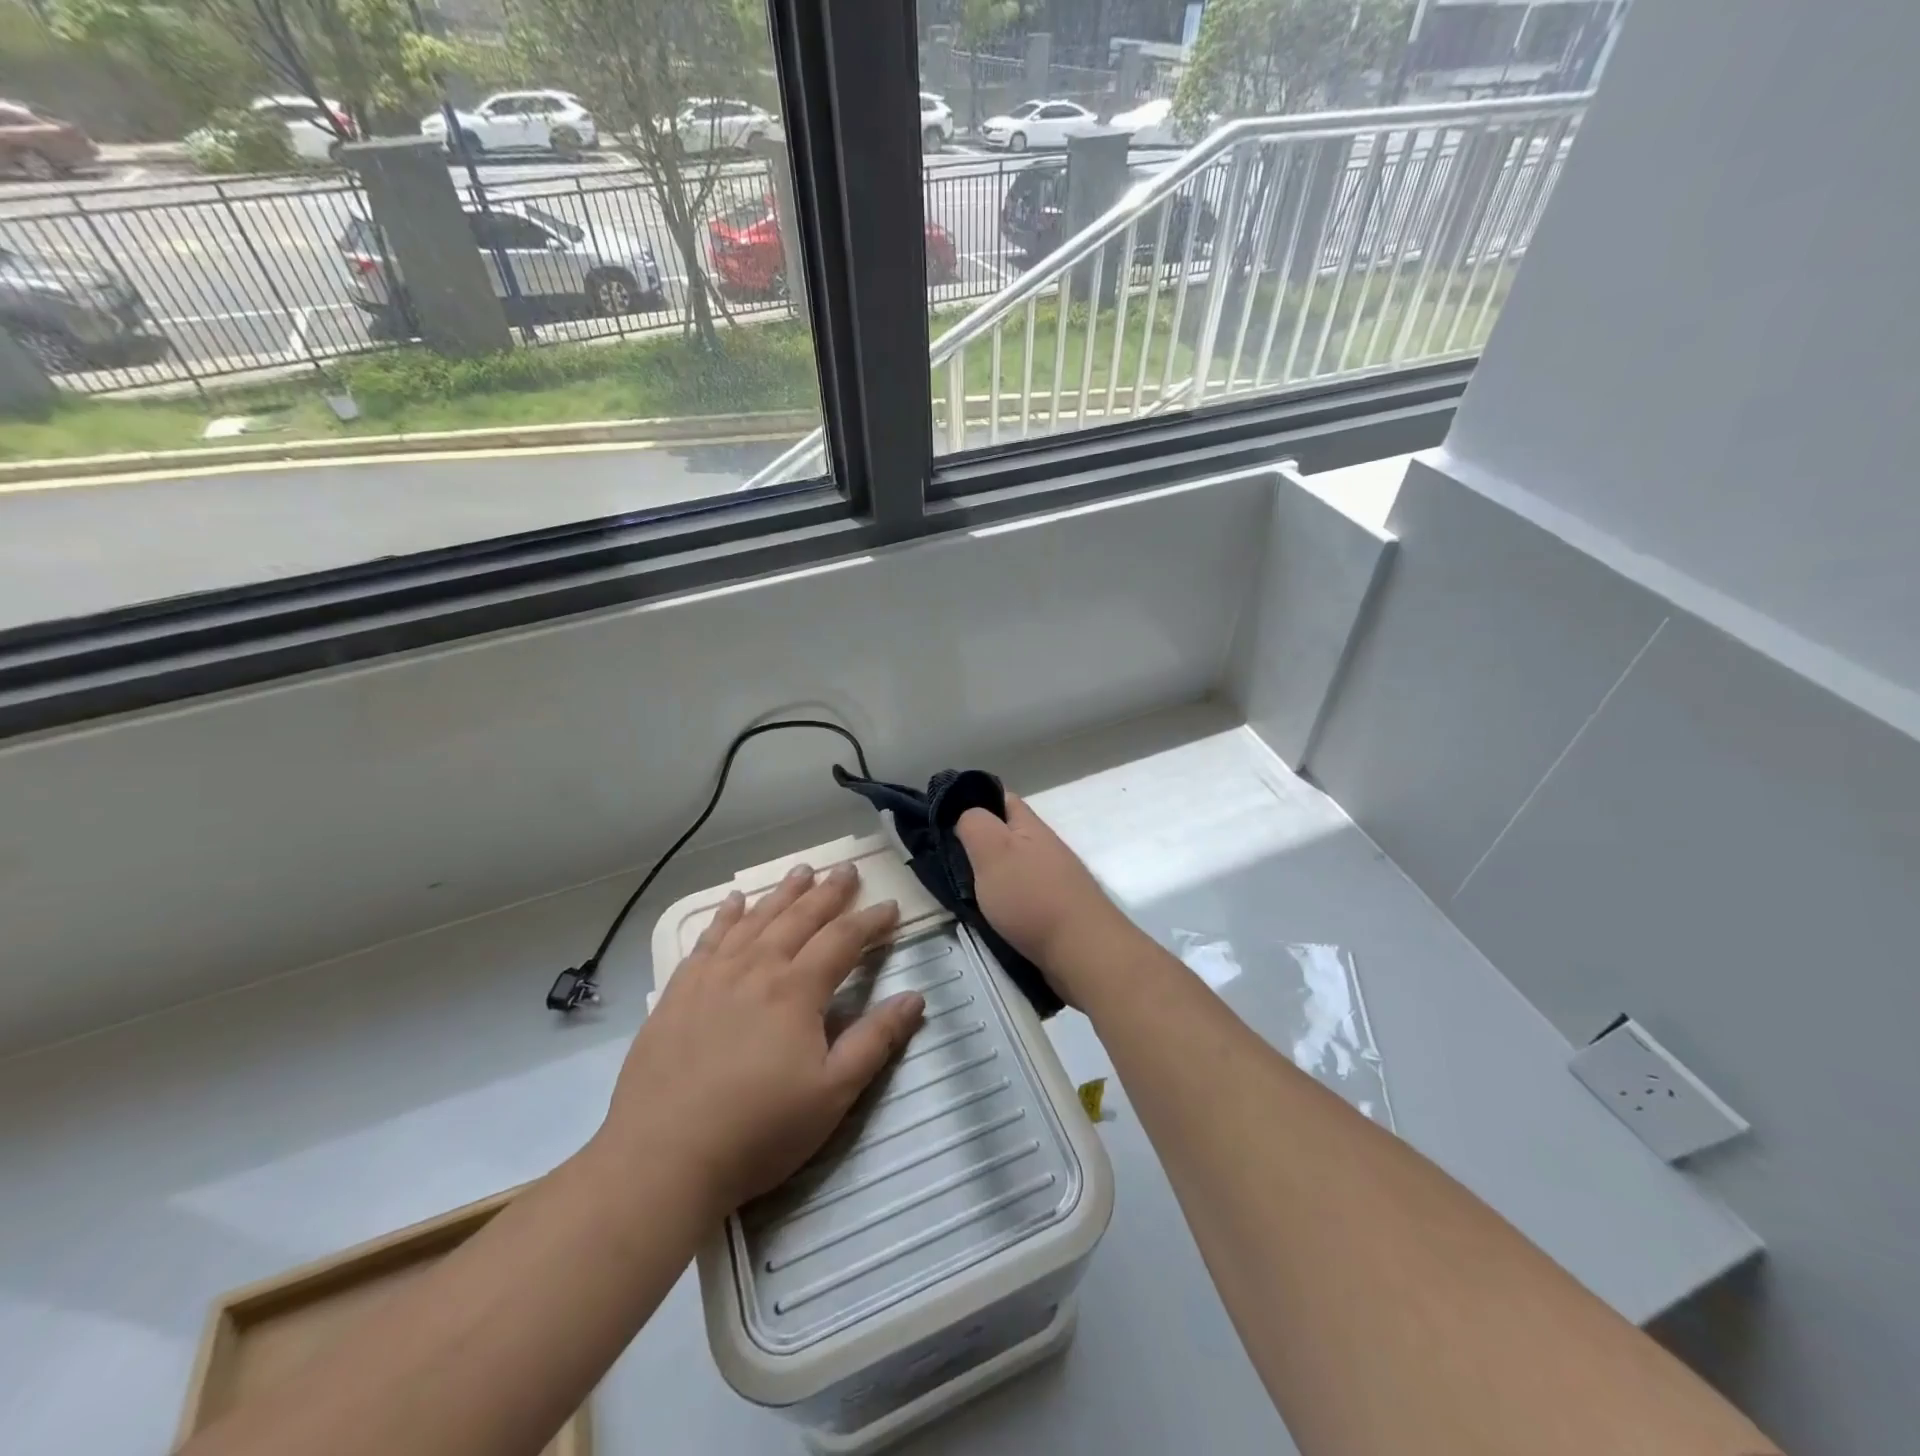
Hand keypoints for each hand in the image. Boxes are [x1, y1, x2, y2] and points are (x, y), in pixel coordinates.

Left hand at [600, 863, 924, 1215]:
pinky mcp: (679, 992)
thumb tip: (915, 997)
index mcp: (796, 990)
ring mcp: (712, 976)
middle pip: (799, 918)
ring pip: (756, 920)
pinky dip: (725, 916)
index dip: (870, 921)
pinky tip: (733, 902)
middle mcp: (756, 969)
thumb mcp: (833, 1093)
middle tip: (846, 869)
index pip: (843, 940)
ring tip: (801, 870)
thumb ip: (875, 1040)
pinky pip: (708, 939)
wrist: (661, 1158)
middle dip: (828, 892)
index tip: (891, 907)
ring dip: (782, 893)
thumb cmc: (759, 1129)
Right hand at [955, 792, 1139, 1004]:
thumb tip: (966, 815)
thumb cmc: (1032, 897)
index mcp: (1030, 826)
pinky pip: (1020, 896)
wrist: (1083, 952)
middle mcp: (1044, 848)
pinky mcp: (1055, 911)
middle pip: (1005, 836)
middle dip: (977, 846)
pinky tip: (989, 916)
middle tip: (946, 863)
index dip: (974, 801)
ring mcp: (1052, 881)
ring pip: (1012, 868)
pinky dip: (1002, 902)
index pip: (1002, 799)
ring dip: (988, 877)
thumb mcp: (993, 851)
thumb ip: (974, 825)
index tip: (944, 819)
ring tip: (961, 892)